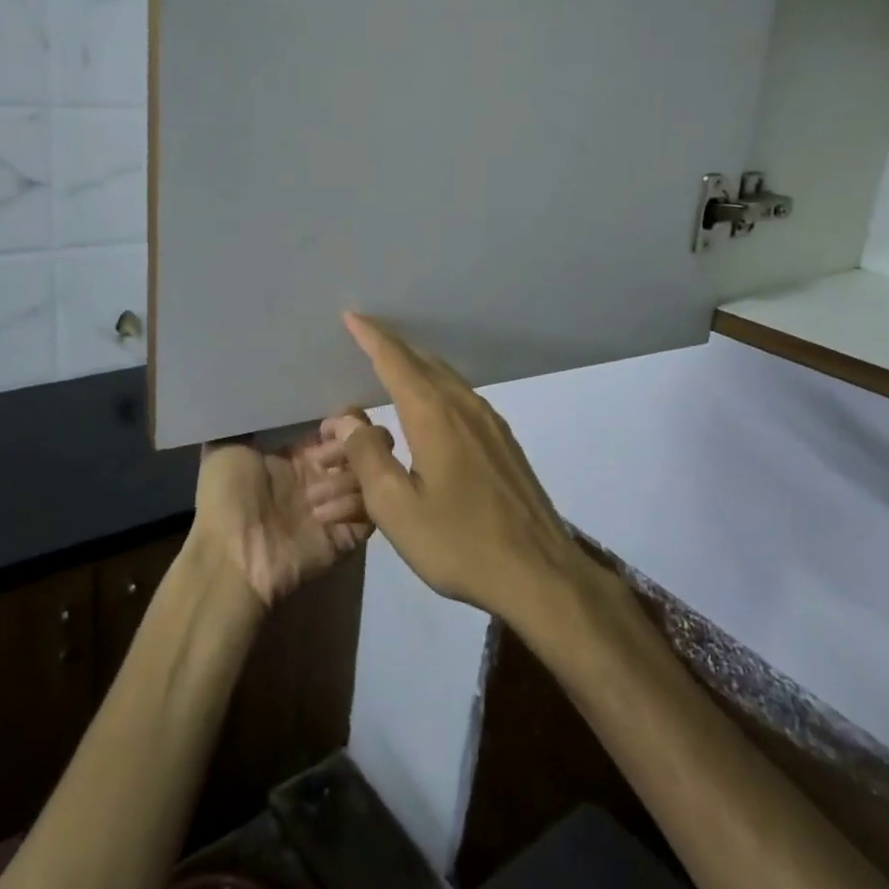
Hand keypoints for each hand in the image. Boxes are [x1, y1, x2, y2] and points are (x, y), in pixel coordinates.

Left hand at [191, 435, 371, 608]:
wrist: (230, 558)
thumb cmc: (226, 500)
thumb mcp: (224, 447)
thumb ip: (246, 419)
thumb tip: (255, 390)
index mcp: (299, 455)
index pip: (340, 427)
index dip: (345, 419)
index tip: (332, 423)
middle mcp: (324, 477)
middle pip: (365, 446)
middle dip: (354, 442)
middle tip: (329, 455)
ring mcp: (339, 505)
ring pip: (371, 474)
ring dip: (346, 478)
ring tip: (313, 496)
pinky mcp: (350, 533)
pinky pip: (371, 509)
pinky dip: (351, 505)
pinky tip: (321, 515)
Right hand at [323, 312, 581, 623]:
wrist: (539, 572)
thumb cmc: (460, 542)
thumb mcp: (397, 508)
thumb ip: (368, 458)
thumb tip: (349, 420)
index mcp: (434, 415)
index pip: (395, 361)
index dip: (371, 337)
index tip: (351, 316)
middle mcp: (465, 406)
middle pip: (423, 363)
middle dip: (392, 349)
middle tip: (365, 341)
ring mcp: (491, 423)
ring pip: (446, 380)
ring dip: (416, 370)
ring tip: (392, 371)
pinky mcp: (504, 443)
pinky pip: (461, 400)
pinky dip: (436, 392)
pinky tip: (429, 410)